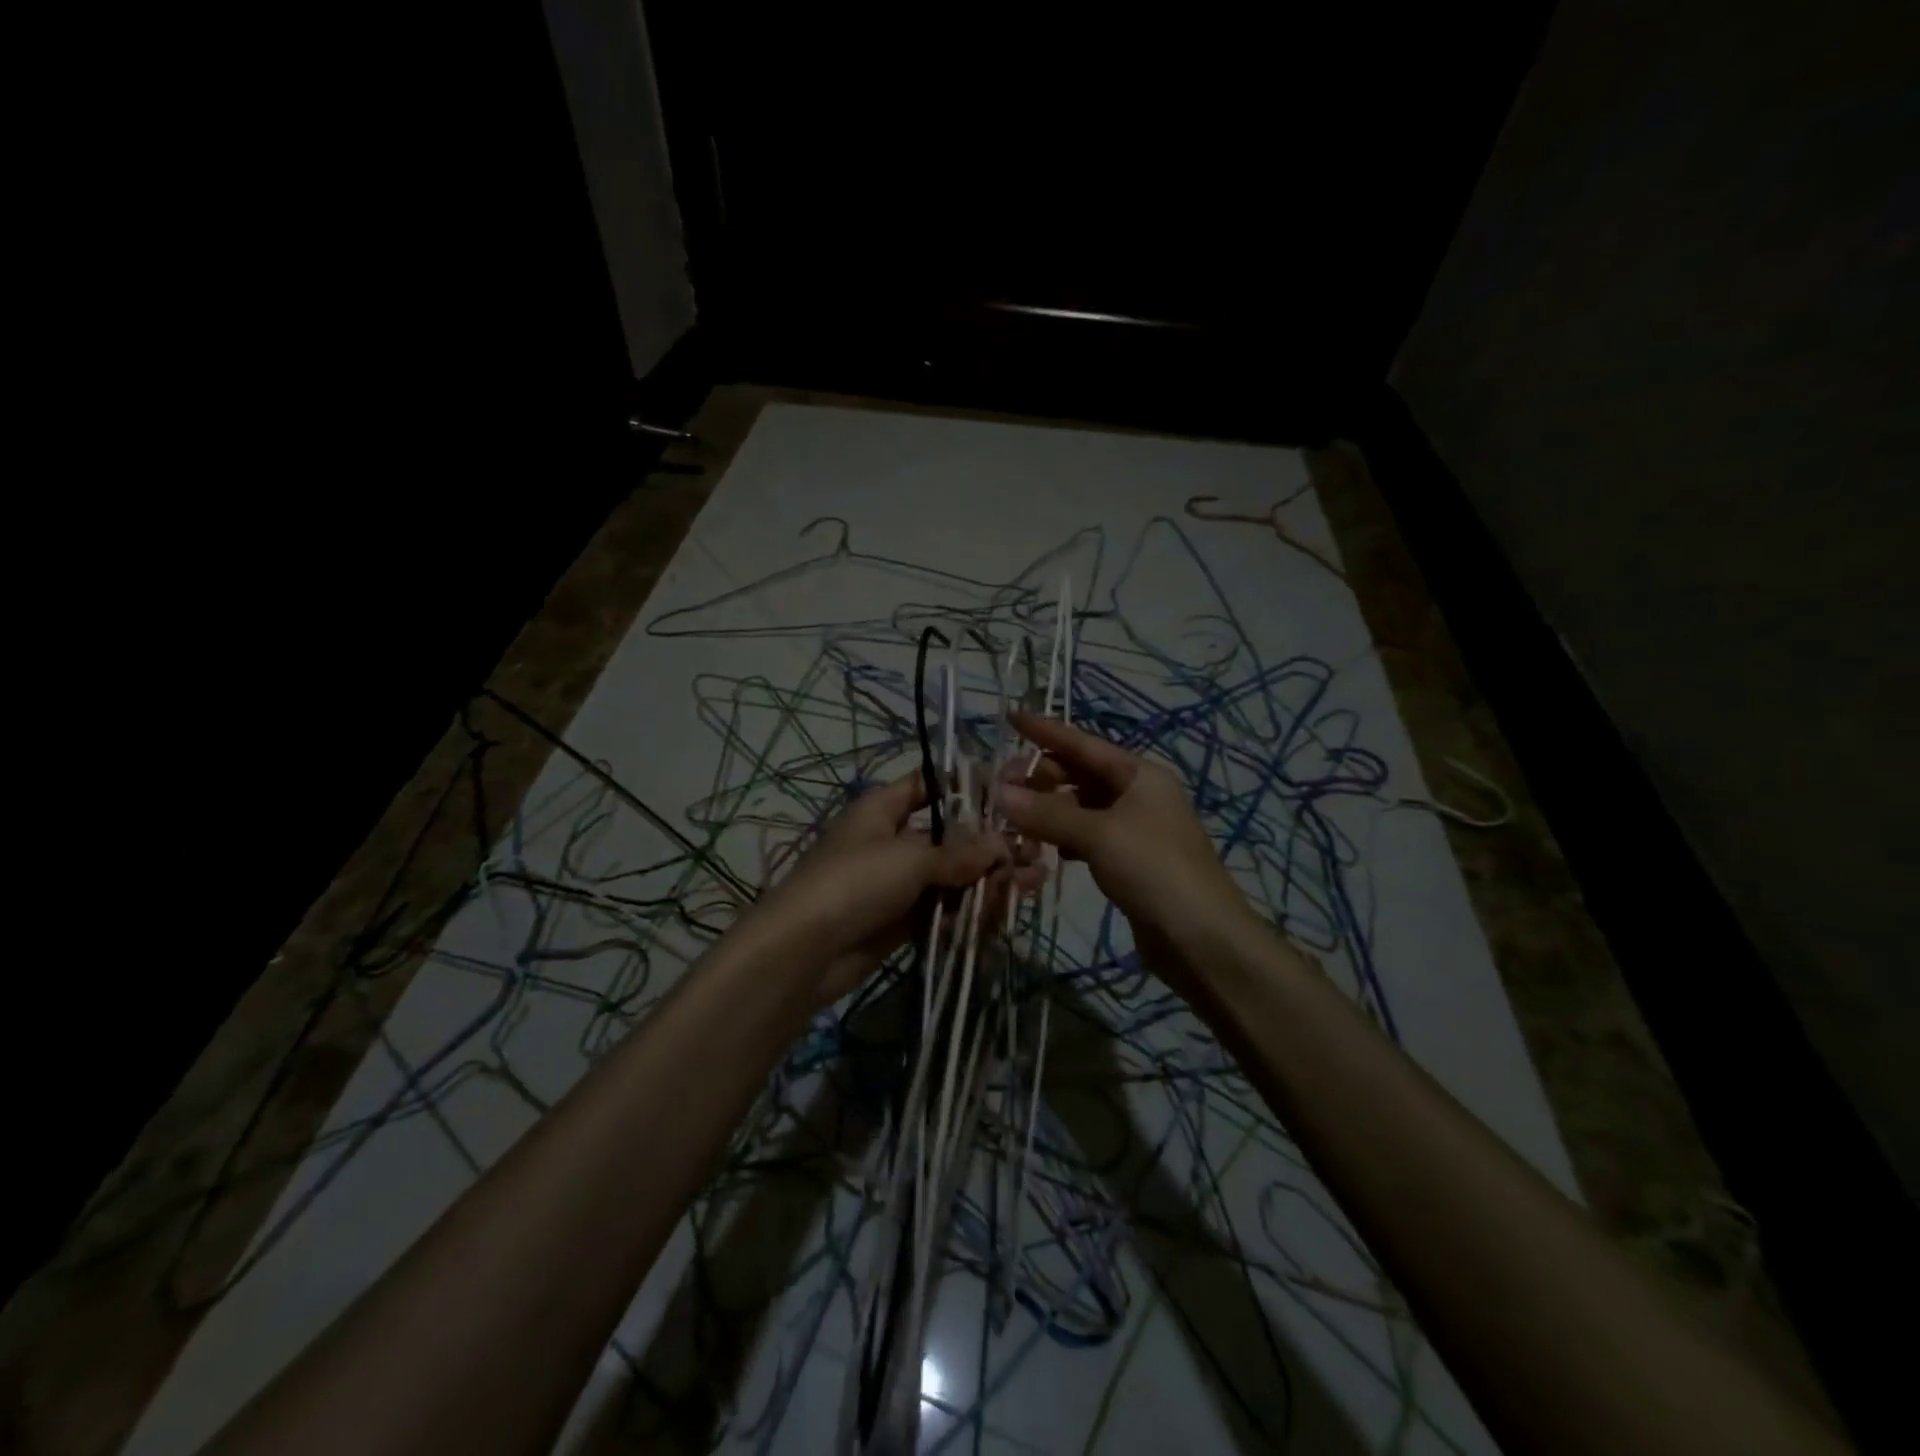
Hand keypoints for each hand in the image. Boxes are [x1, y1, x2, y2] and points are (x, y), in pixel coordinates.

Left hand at [740, 773, 1014, 1005]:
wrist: (803, 952)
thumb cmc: (855, 882)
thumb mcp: (911, 858)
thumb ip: (960, 852)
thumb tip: (1003, 845)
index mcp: (883, 809)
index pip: (928, 785)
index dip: (966, 787)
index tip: (1009, 795)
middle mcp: (890, 840)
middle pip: (949, 837)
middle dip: (990, 847)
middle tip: (1034, 856)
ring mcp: (895, 883)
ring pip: (950, 877)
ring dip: (988, 882)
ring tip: (1030, 886)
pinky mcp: (899, 921)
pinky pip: (941, 910)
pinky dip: (968, 912)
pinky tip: (1000, 916)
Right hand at [997, 711, 1256, 986]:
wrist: (1202, 939)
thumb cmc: (1154, 870)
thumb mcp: (1099, 834)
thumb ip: (1048, 813)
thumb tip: (999, 792)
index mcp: (1139, 774)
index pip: (1083, 743)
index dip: (1045, 730)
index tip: (1010, 715)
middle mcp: (1138, 794)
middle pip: (1079, 775)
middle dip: (1040, 777)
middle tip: (998, 788)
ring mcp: (1134, 829)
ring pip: (1080, 807)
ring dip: (1047, 810)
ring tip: (1009, 817)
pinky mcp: (1128, 861)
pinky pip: (1086, 837)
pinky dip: (1061, 838)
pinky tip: (1038, 847)